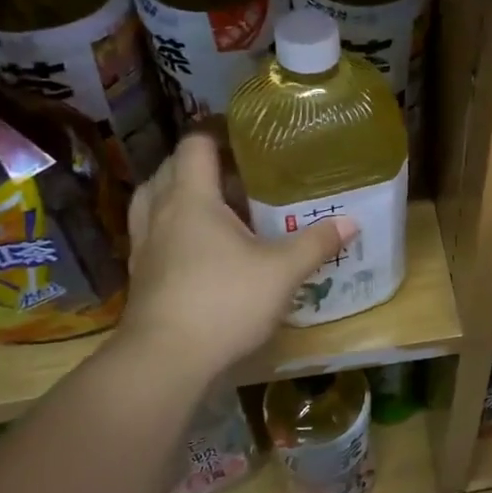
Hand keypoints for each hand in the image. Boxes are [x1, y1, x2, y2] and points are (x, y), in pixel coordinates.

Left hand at [113, 134, 353, 372]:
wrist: (164, 360)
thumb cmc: (224, 302)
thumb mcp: (282, 272)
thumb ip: (315, 243)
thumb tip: (351, 222)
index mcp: (191, 198)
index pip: (196, 144)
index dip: (218, 132)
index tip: (248, 137)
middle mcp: (161, 212)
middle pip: (172, 167)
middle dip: (203, 162)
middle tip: (241, 172)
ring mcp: (145, 243)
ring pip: (154, 199)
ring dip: (180, 192)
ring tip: (215, 203)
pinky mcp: (140, 273)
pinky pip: (153, 230)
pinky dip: (173, 224)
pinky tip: (200, 245)